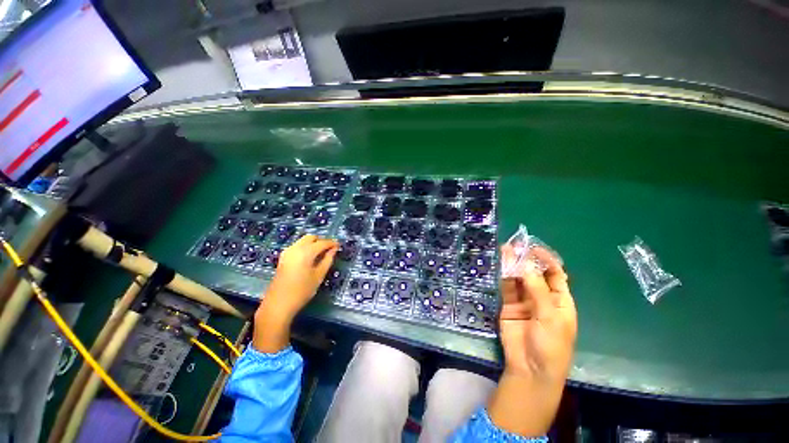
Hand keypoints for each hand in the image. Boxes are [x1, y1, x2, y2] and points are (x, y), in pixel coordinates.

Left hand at [253, 234, 337, 351]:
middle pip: (311, 237)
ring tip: (321, 254)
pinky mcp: (283, 257)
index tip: (339, 246)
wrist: (278, 304)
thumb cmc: (302, 291)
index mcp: (306, 252)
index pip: (322, 242)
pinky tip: (310, 258)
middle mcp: (295, 248)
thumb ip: (328, 260)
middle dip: (321, 241)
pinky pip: (297, 246)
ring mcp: (287, 252)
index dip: (332, 243)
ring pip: (303, 241)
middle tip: (329, 250)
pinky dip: (305, 247)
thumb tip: (334, 250)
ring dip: (313, 244)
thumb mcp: (319, 276)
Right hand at [487, 245, 576, 436]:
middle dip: (527, 259)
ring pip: (519, 278)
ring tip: (506, 249)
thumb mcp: (549, 316)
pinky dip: (504, 276)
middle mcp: (542, 297)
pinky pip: (507, 287)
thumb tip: (525, 264)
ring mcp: (524, 301)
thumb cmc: (551, 345)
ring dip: (513, 264)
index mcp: (560, 300)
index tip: (534, 248)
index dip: (546, 260)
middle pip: (535, 273)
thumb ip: (537, 289)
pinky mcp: (509, 304)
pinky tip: (501, 264)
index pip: (555, 274)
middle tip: (516, 245)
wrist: (530, 368)